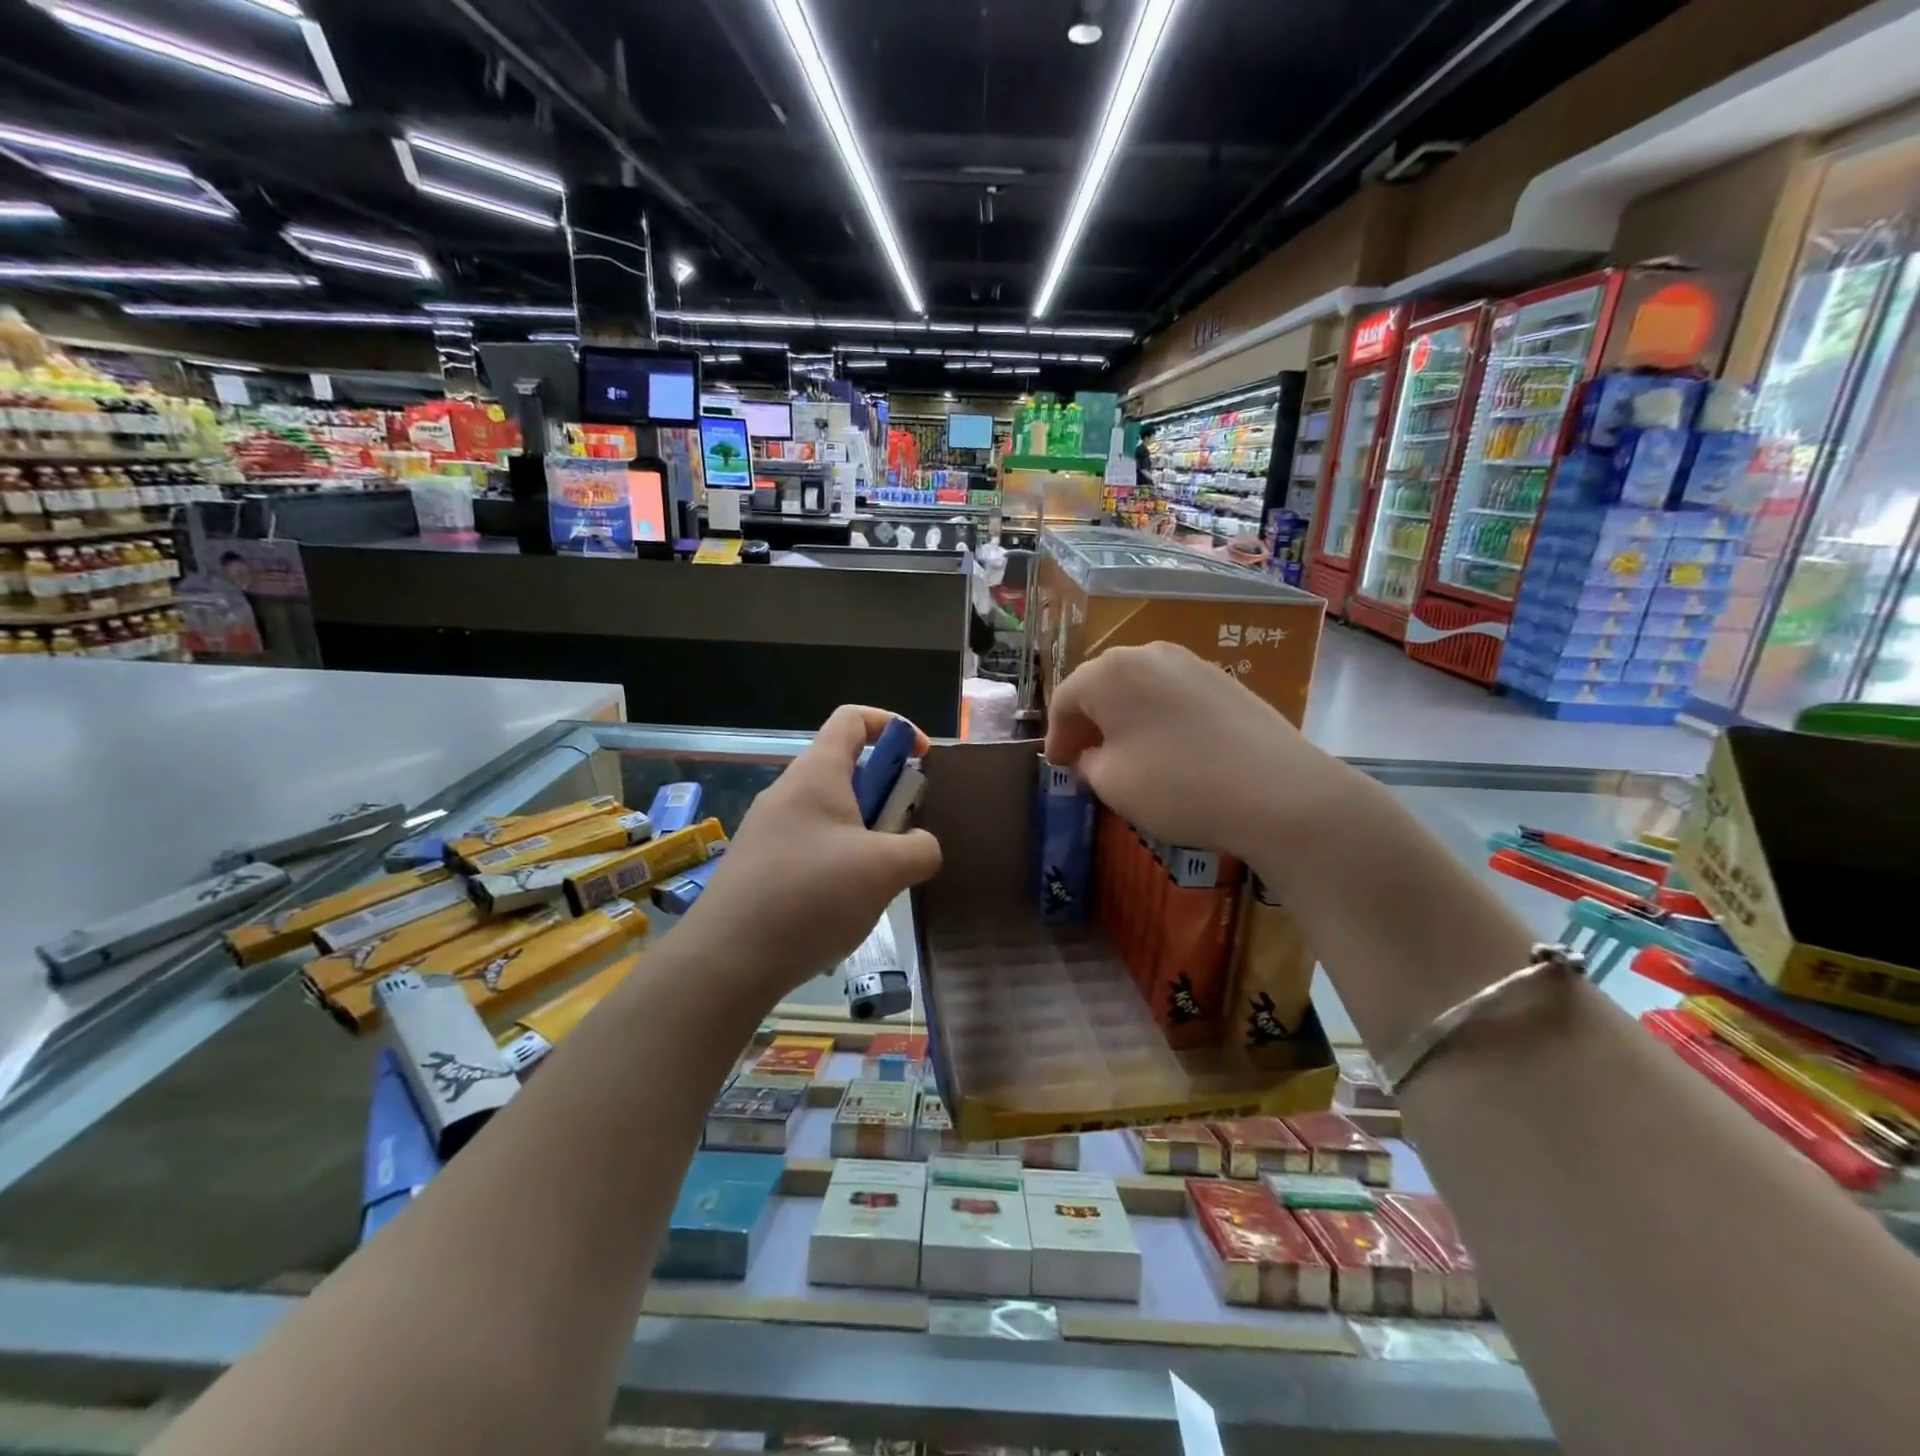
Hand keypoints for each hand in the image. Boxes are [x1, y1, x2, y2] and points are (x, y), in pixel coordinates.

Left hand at [678, 706, 942, 1000]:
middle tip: (903, 839)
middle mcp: (788, 792)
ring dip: (865, 838)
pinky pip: (810, 849)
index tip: (921, 758)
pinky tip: (843, 909)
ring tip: (878, 883)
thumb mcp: (885, 869)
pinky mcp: (759, 867)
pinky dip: (838, 866)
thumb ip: (920, 848)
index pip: (853, 718)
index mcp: (817, 774)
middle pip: (846, 771)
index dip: (893, 725)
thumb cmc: (811, 895)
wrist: (726, 960)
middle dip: (885, 797)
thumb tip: (921, 845)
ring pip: (831, 816)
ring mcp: (768, 831)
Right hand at [1044, 642, 1346, 860]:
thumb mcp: (1112, 783)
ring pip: (1140, 688)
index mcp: (1111, 672)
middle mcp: (1149, 654)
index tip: (1058, 766)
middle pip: (1103, 685)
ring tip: (1125, 754)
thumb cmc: (1177, 784)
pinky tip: (1168, 750)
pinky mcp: (1225, 681)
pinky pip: (1173, 696)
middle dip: (1089, 722)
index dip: (1057, 735)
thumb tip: (1093, 755)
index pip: (1066, 698)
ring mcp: (1192, 664)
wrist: (1278, 792)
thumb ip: (1089, 763)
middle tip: (1084, 757)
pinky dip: (1158, 718)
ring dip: (1124, 718)